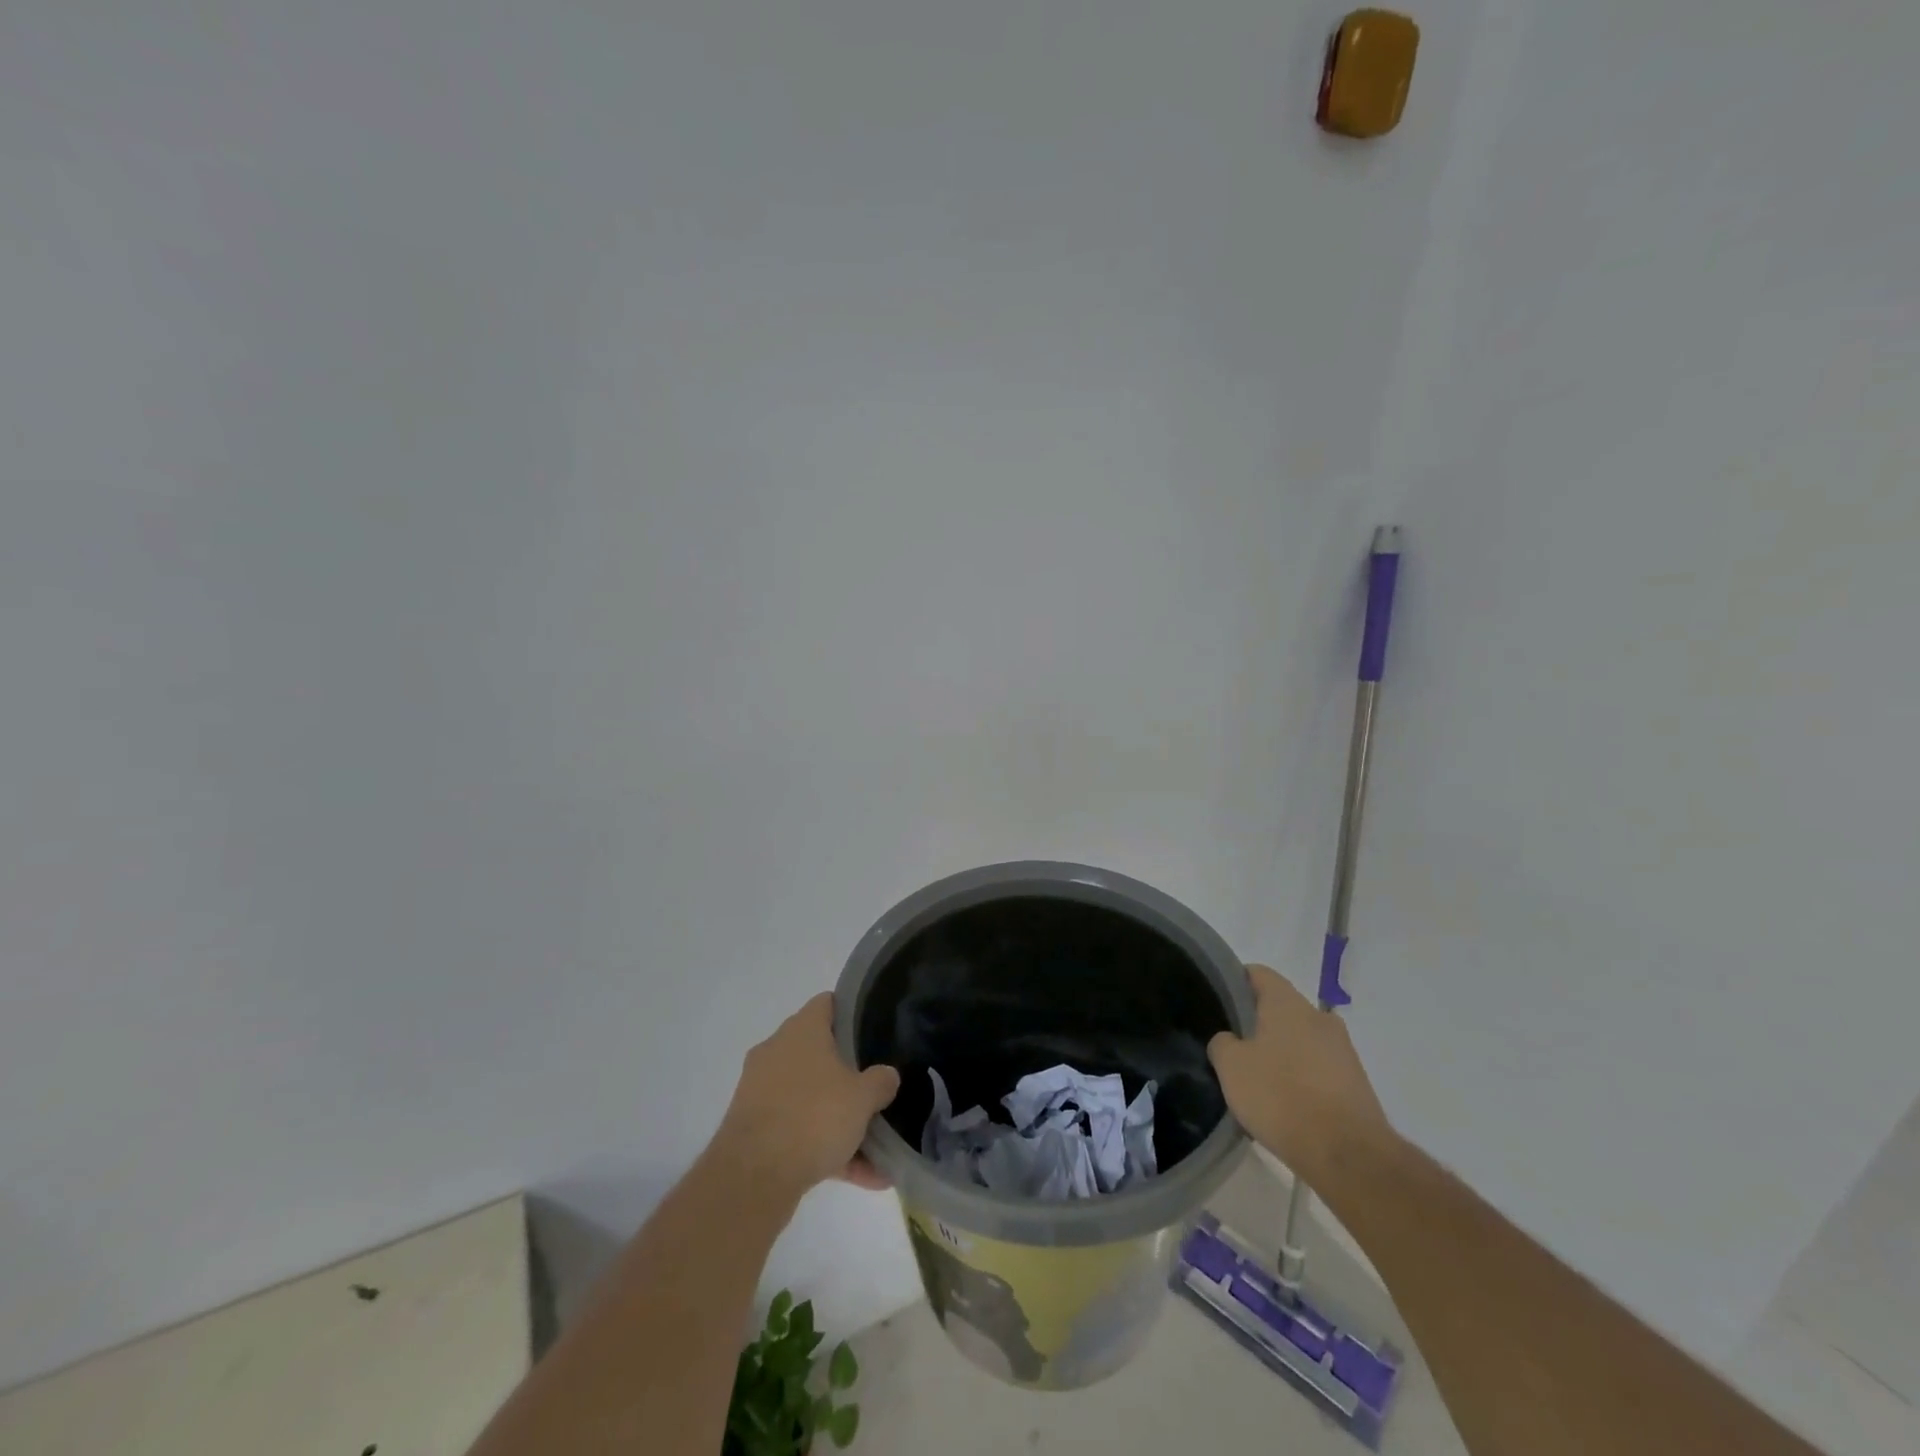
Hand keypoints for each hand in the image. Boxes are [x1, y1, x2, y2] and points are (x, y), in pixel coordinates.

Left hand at [712, 993, 900, 1202]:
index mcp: (801, 1030)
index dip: (851, 1012)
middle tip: (875, 1087)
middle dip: (847, 1073)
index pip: (827, 1003)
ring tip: (875, 1148)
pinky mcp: (754, 1128)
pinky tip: (859, 1176)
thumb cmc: (813, 1116)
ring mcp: (761, 1090)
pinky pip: (797, 1131)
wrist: (752, 1177)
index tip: (873, 1030)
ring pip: (810, 1097)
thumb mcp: (862, 1097)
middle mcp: (777, 1051)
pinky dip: (824, 1148)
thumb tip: (887, 1076)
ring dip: (839, 1119)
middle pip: (818, 1052)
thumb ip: (880, 1081)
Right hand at [1207, 964, 1394, 1187]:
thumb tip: (1229, 1040)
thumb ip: (1222, 1043)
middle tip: (1235, 1044)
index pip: (1259, 974)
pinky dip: (1302, 1078)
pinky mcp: (1356, 1083)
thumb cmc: (1281, 1096)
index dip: (1236, 981)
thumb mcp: (1231, 1067)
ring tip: (1259, 1079)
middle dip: (1259, 1022)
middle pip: (1282, 1008)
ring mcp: (1343, 1050)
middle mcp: (1320, 1017)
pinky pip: (1319, 1069)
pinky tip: (1286, 1104)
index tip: (1219, 1001)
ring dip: (1282, 1052)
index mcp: (1288, 1003)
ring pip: (1302, 1039)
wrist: (1347, 1154)